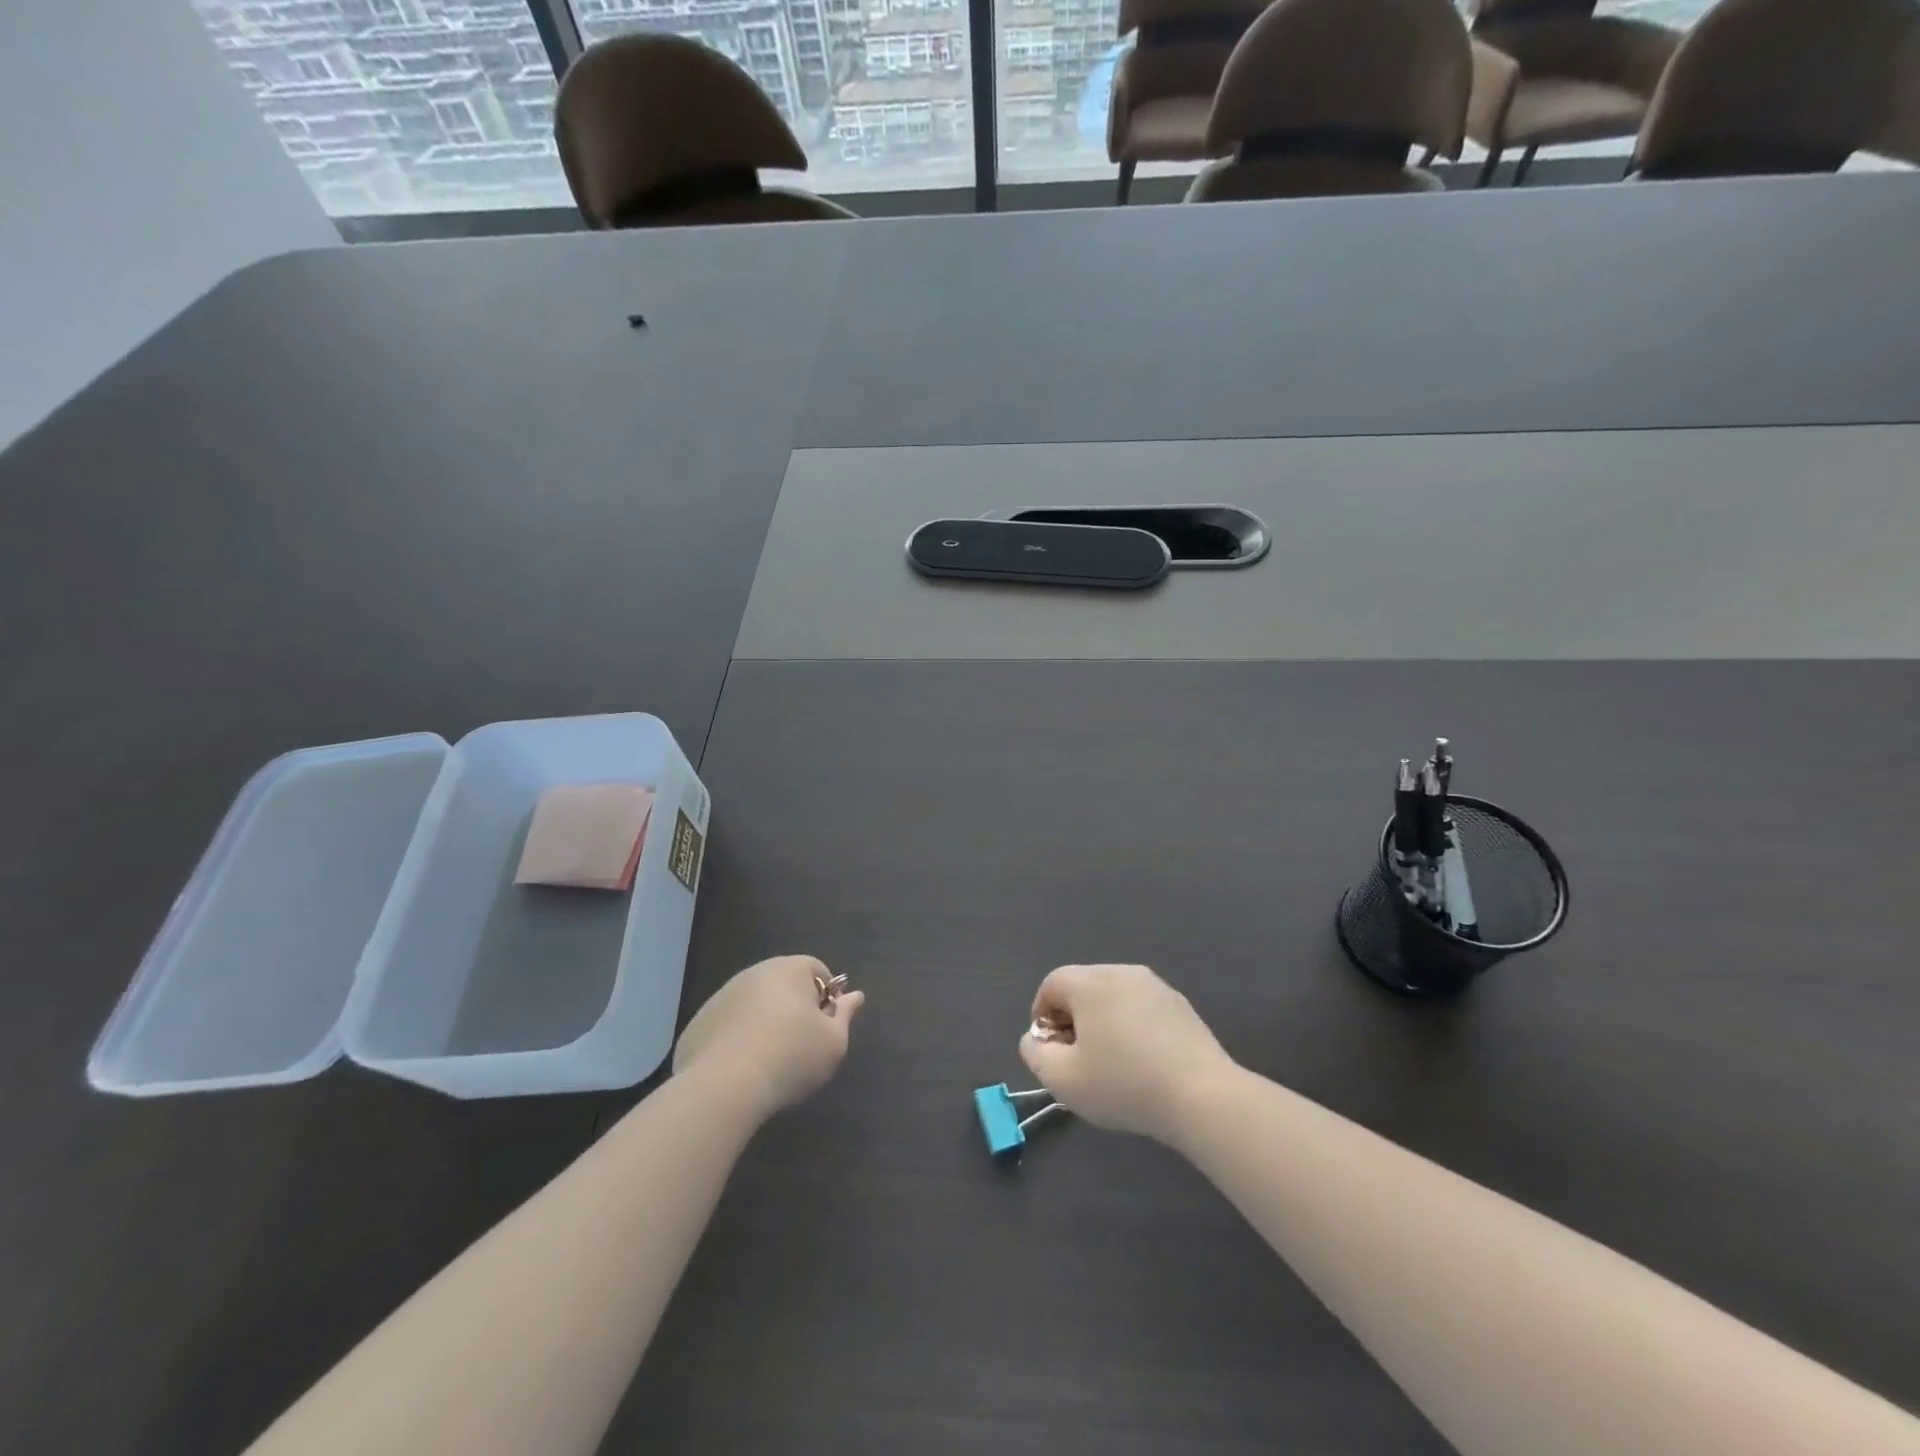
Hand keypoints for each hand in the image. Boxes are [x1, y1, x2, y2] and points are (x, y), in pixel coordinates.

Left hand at [672, 956, 863, 1120]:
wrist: (724, 1087)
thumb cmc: (792, 1058)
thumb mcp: (834, 1042)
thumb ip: (845, 1015)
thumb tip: (855, 995)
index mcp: (790, 969)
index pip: (817, 970)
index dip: (826, 997)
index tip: (826, 1026)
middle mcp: (755, 972)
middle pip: (783, 985)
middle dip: (794, 1007)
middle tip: (800, 1044)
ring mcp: (722, 996)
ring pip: (752, 1004)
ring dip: (763, 1022)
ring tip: (768, 1060)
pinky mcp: (698, 1022)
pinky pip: (726, 1026)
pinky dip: (735, 1039)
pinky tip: (739, 1069)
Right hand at [1019, 964, 1233, 1143]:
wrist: (1201, 1095)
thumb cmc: (1124, 1084)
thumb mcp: (1063, 1080)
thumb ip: (1035, 1055)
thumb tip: (1034, 1039)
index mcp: (1090, 982)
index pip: (1052, 983)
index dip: (1041, 1015)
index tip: (1049, 1050)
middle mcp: (1121, 972)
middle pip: (1083, 986)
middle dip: (1071, 1018)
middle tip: (1075, 1058)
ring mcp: (1155, 986)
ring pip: (1113, 996)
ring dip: (1102, 1022)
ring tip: (1109, 1062)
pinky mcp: (1180, 1005)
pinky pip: (1141, 1008)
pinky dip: (1131, 1027)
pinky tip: (1141, 1063)